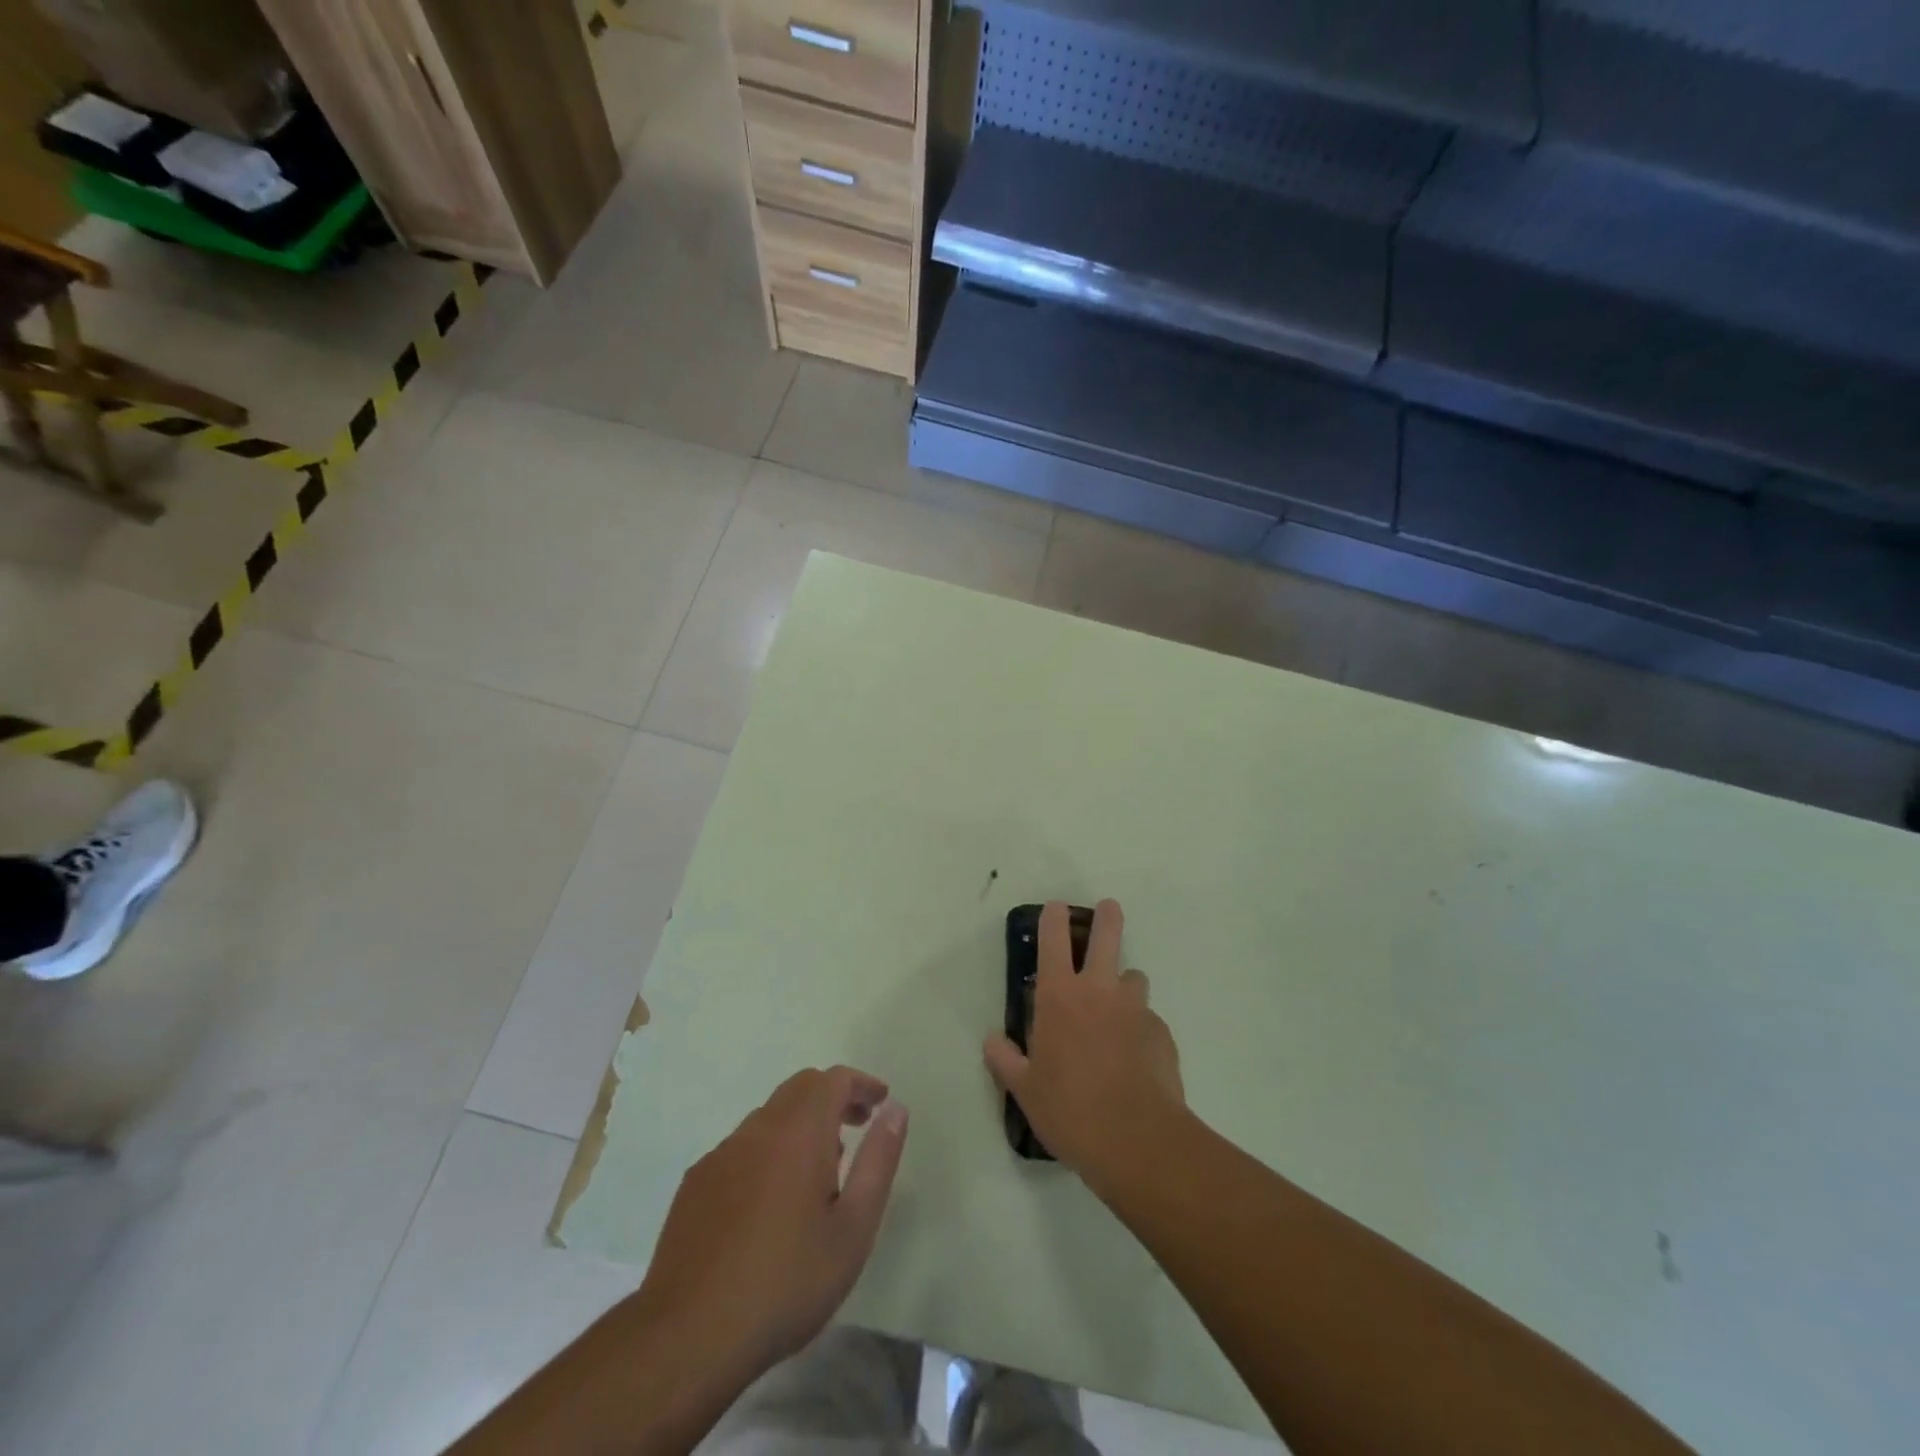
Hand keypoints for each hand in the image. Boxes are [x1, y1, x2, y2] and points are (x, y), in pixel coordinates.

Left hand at [635, 1066, 908, 1390]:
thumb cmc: (786, 1282)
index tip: (880, 1101)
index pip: (833, 1080)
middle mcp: (758, 1129)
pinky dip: (768, 1150)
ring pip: (769, 1117)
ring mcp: (721, 1154)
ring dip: (800, 1124)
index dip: (861, 1083)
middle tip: (857, 1125)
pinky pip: (742, 1147)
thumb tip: (894, 1110)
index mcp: (799, 1132)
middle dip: (833, 1097)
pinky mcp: (696, 1182)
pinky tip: (771, 1200)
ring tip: (820, 1169)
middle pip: (799, 1088)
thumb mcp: (854, 1229)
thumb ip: (878, 1161)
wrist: (689, 1335)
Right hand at [984, 899, 1185, 1190]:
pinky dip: (1141, 1028)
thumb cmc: (1070, 1110)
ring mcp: (1135, 1009)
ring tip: (1118, 1009)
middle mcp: (1099, 991)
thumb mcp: (1025, 1090)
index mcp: (1059, 997)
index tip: (1056, 907)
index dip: (1054, 917)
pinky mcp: (1162, 1033)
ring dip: (1125, 984)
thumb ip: (1005, 1060)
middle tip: (1108, 909)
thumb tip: (991, 1041)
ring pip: (1134, 977)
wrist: (1137, 1141)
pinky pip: (1149, 1019)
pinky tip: (1136, 1057)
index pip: (1053, 940)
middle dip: (1107, 917)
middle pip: (1107, 935)